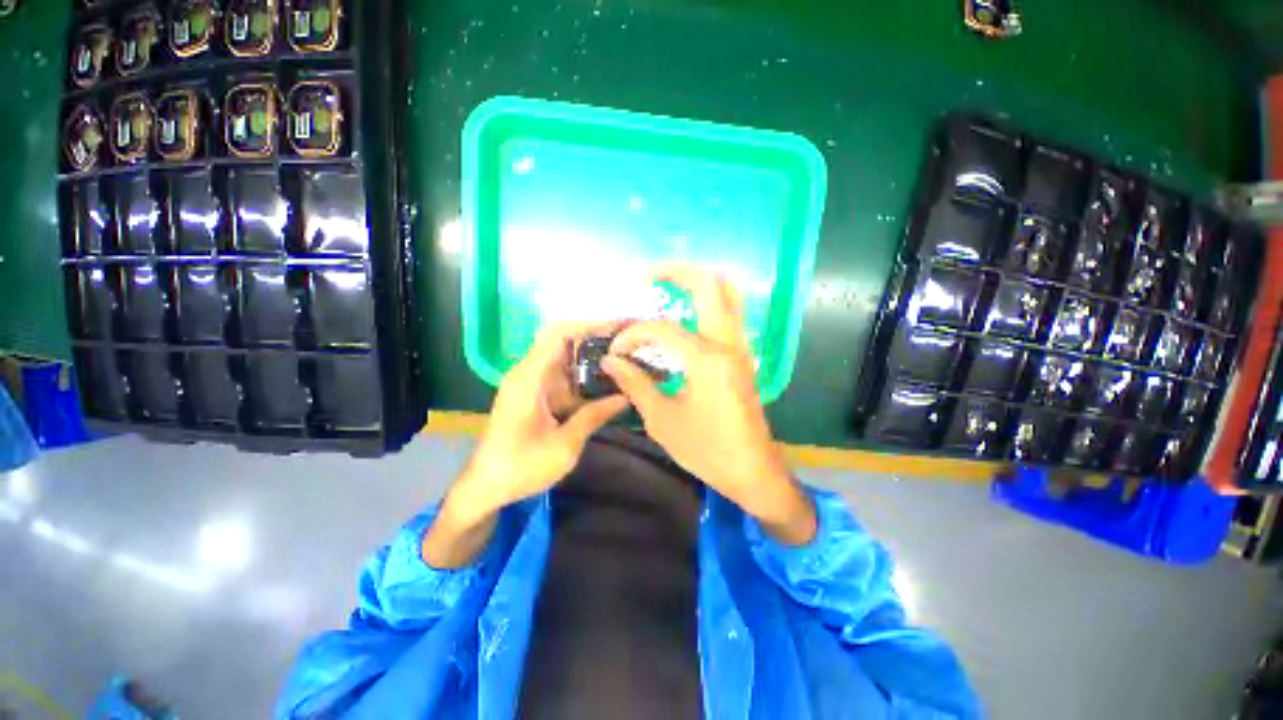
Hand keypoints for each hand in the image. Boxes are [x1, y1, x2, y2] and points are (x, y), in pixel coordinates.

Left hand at [424, 322, 630, 566]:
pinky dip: (584, 374)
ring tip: (624, 358)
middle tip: (629, 342)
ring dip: (592, 356)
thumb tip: (626, 396)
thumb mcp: (564, 445)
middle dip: (596, 338)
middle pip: (564, 340)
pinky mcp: (535, 393)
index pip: (559, 333)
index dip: (590, 324)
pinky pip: (562, 374)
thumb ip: (594, 416)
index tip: (619, 327)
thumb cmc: (521, 467)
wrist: (486, 487)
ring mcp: (531, 382)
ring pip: (565, 357)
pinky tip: (606, 381)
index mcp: (530, 377)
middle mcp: (528, 372)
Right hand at [602, 267, 816, 544]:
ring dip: (696, 283)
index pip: (662, 329)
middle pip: (709, 284)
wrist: (752, 471)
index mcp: (706, 360)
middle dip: (676, 272)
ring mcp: (740, 347)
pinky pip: (728, 313)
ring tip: (666, 288)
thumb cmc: (706, 450)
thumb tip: (611, 361)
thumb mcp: (662, 420)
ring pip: (727, 294)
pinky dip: (707, 302)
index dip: (633, 334)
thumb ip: (635, 384)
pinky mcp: (743, 356)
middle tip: (647, 276)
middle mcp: (727, 344)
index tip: (616, 351)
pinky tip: (685, 315)